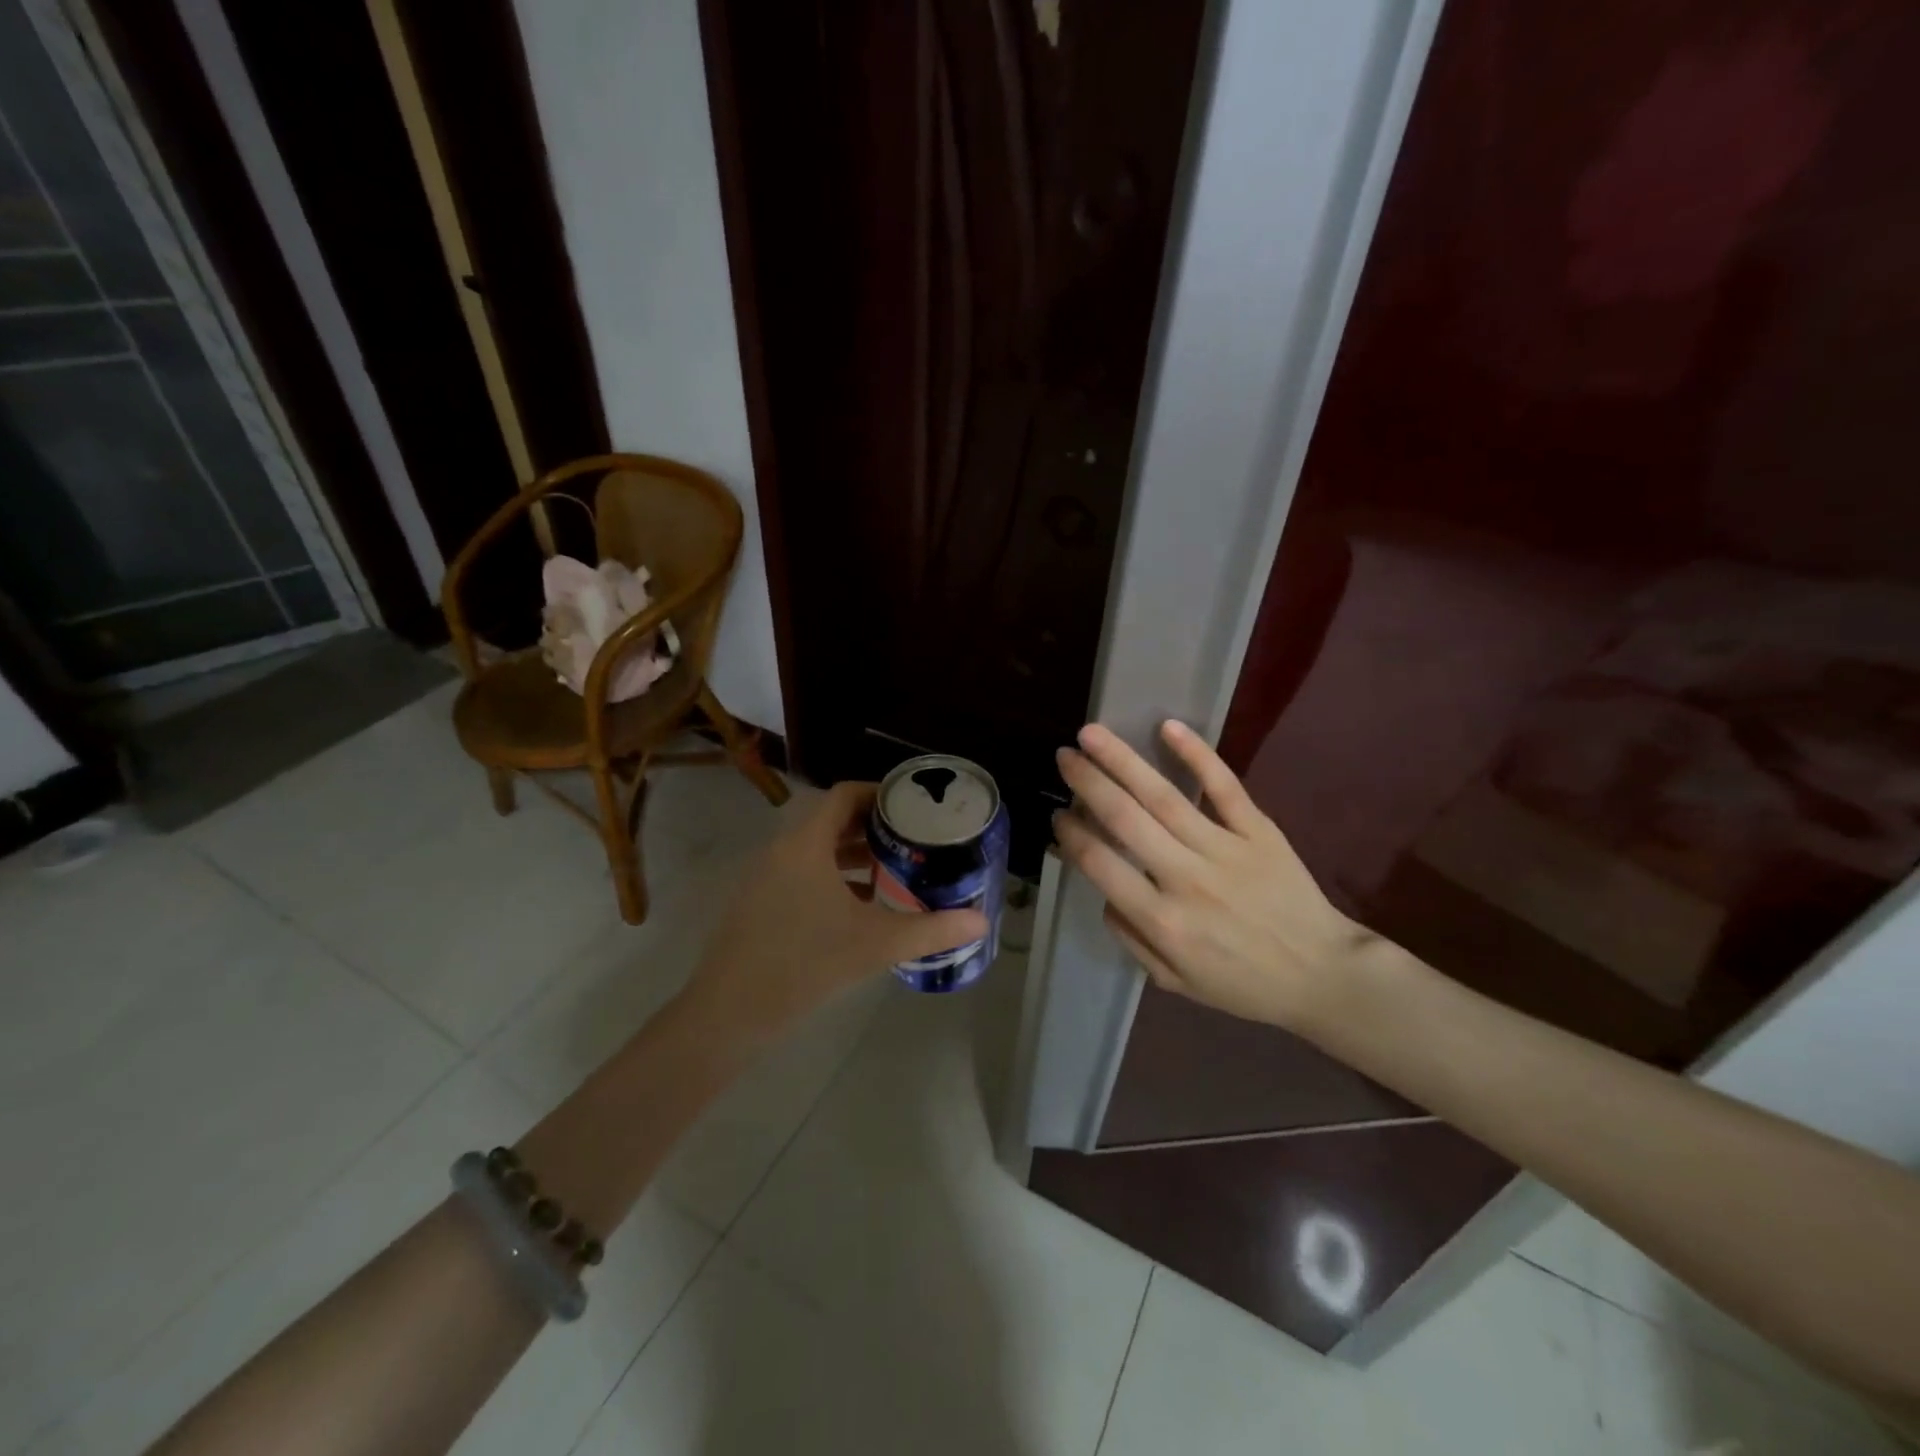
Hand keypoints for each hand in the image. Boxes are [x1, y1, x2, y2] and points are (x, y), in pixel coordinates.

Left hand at [681, 781, 989, 1044]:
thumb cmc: (804, 965)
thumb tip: (981, 923)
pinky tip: (859, 905)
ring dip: (853, 853)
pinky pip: (801, 872)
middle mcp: (782, 850)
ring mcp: (765, 876)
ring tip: (893, 868)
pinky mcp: (758, 902)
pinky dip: (832, 876)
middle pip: (831, 819)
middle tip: (912, 837)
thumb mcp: (875, 944)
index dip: (879, 793)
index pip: (843, 795)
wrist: (728, 1014)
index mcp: (806, 844)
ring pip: (816, 848)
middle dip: (872, 825)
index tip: (913, 806)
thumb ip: (931, 930)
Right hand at [1053, 720, 1379, 1034]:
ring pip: (1163, 796)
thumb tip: (1104, 894)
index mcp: (1162, 920)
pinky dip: (1197, 754)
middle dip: (1087, 782)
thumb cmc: (1243, 983)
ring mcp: (1225, 849)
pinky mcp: (1259, 831)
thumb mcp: (1175, 981)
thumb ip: (1131, 938)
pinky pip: (1224, 787)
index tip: (1059, 814)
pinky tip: (1167, 727)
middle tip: (1063, 756)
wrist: (1323, 975)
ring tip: (1091, 734)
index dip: (1071, 834)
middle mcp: (1186, 878)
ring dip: (1122, 760)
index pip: (1100, 864)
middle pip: (1124, 818)